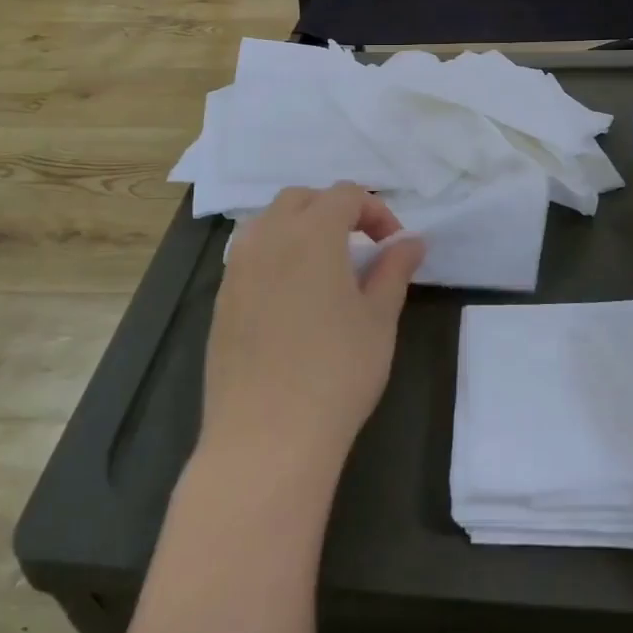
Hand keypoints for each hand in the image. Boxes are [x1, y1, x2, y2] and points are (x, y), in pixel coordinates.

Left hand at [200, 184, 425, 483]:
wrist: (266, 438)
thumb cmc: (336, 372)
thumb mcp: (379, 318)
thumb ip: (394, 270)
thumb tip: (411, 241)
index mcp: (312, 232)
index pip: (346, 194)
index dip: (376, 211)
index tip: (393, 246)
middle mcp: (268, 237)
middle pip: (301, 199)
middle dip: (334, 210)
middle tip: (359, 247)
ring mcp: (237, 268)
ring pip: (268, 222)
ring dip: (300, 228)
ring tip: (324, 267)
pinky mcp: (221, 300)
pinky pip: (249, 255)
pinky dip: (275, 255)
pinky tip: (291, 298)